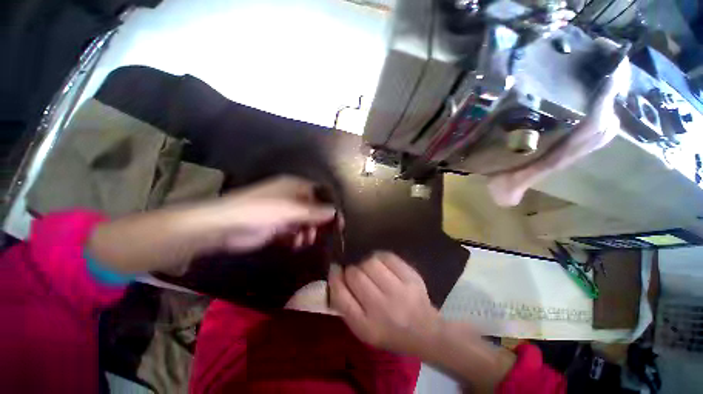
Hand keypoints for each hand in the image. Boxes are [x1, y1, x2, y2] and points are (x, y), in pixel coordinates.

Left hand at [195, 176, 336, 252]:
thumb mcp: (290, 210)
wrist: (224, 226)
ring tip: (305, 240)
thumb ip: (314, 212)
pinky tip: (295, 244)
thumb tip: (334, 212)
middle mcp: (292, 197)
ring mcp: (284, 212)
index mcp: (295, 187)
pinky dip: (297, 238)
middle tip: (321, 234)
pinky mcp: (277, 227)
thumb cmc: (260, 211)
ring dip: (308, 232)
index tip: (339, 221)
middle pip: (314, 209)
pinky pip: (294, 232)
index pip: (320, 194)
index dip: (330, 206)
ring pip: (305, 222)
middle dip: (319, 222)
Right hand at [329, 252, 440, 354]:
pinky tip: (381, 264)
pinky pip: (388, 257)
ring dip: (364, 262)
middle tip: (354, 272)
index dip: (334, 278)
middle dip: (350, 270)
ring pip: (370, 262)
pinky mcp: (411, 277)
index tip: (334, 269)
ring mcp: (399, 291)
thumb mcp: (363, 329)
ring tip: (368, 268)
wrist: (425, 332)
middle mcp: (381, 309)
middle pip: (355, 275)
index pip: (341, 296)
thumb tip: (336, 275)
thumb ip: (346, 305)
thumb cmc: (389, 332)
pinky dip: (380, 257)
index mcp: (366, 326)